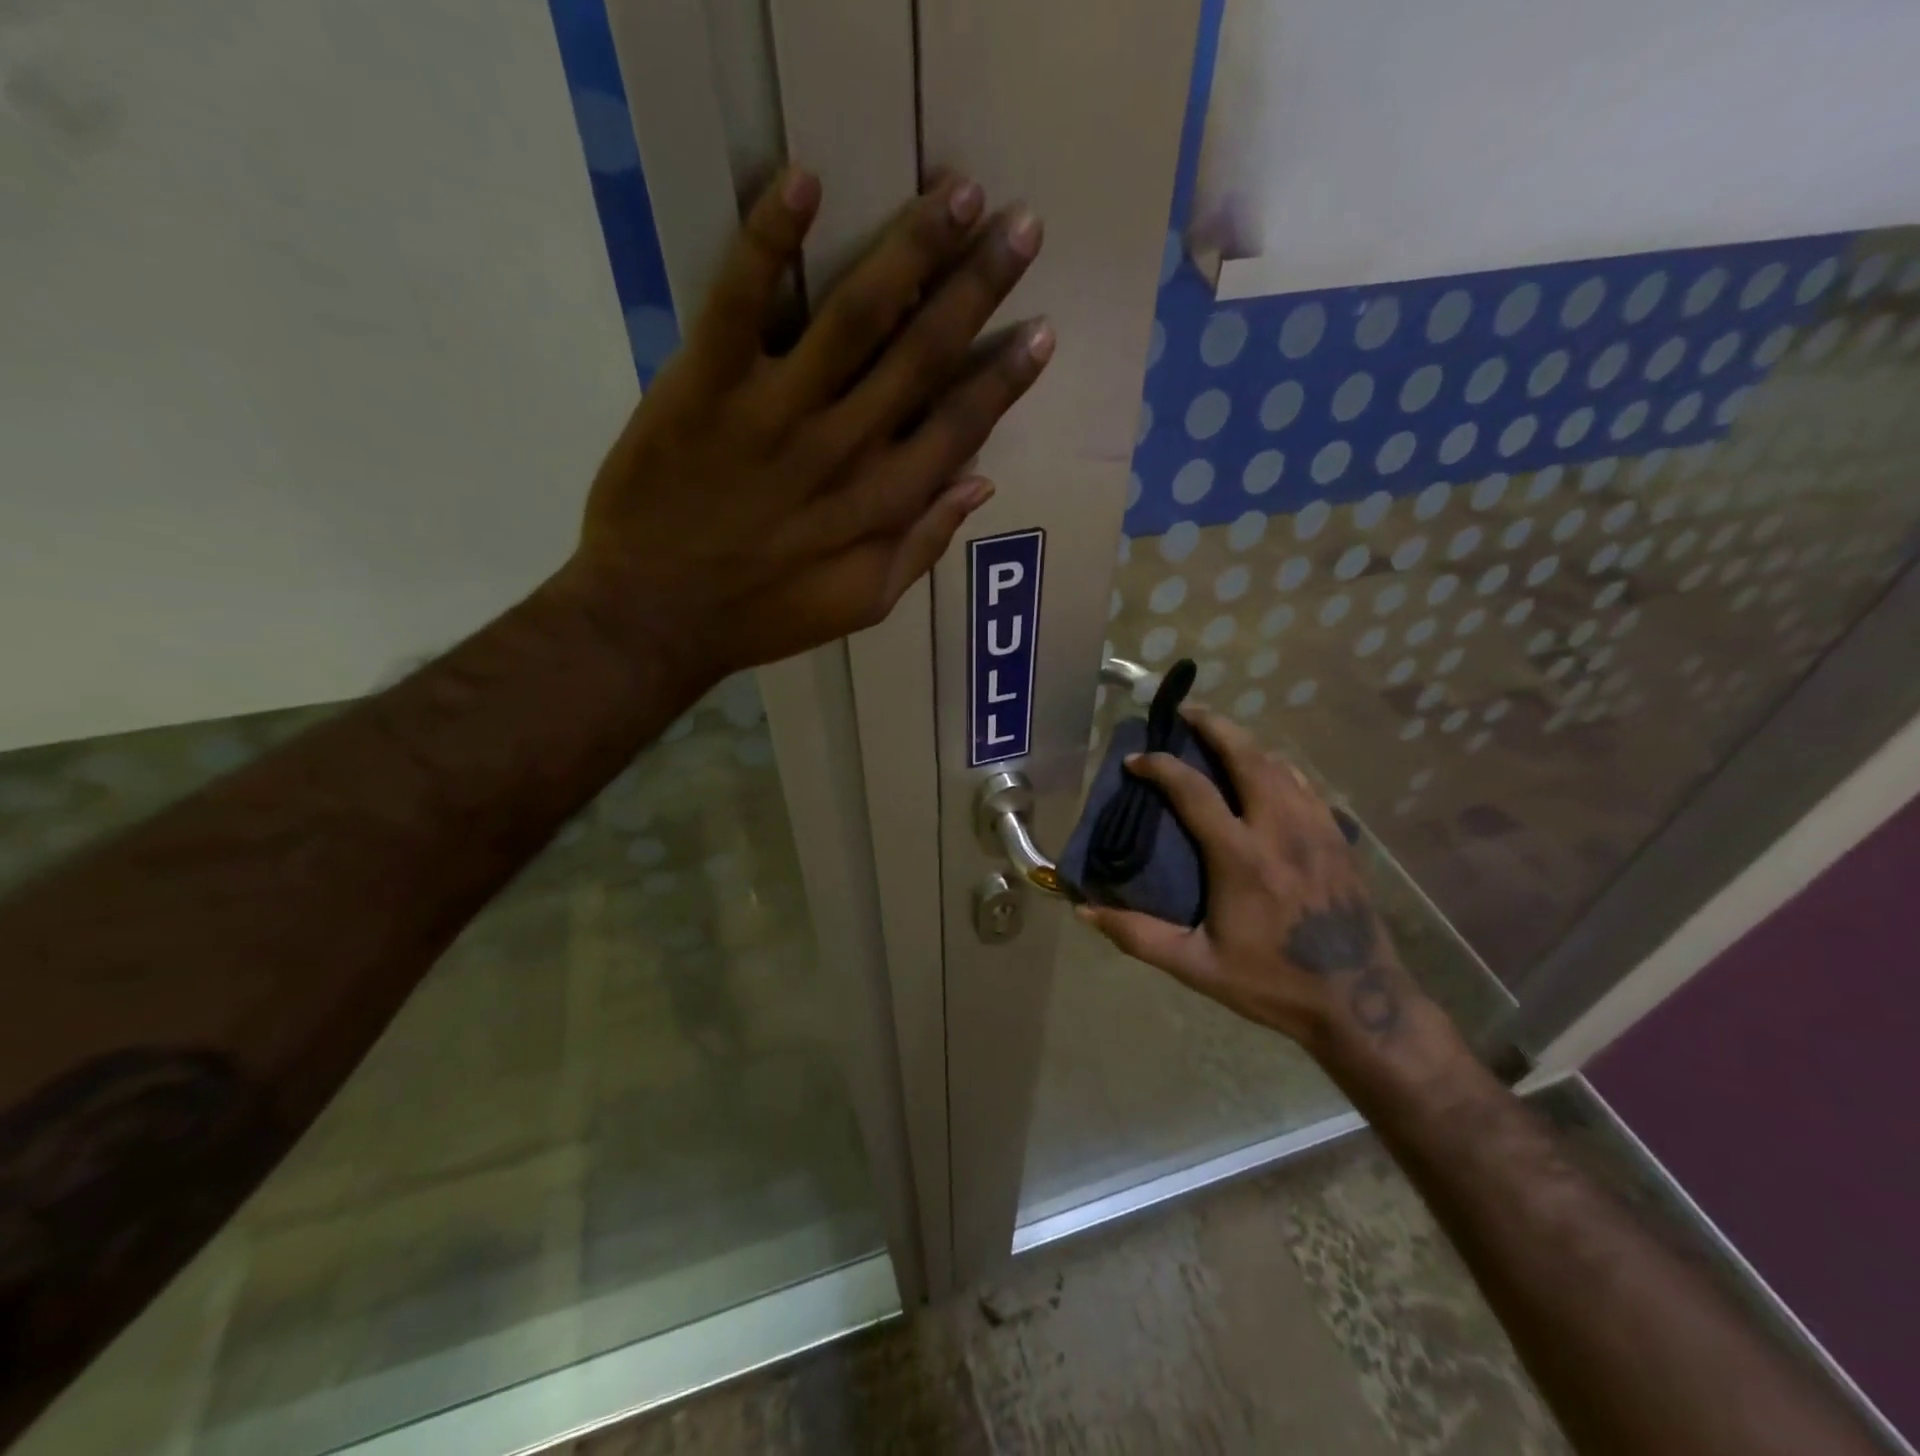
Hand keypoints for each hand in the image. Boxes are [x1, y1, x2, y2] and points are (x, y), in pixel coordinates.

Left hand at [559, 166, 1049, 685]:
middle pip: (923, 355)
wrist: (656, 616)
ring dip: (911, 249)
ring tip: (956, 192)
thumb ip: (923, 544)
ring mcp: (775, 413)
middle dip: (977, 287)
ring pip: (855, 317)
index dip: (1005, 378)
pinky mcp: (705, 388)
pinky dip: (768, 240)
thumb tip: (980, 481)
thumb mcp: (864, 604)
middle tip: (1019, 225)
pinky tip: (804, 182)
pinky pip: (740, 303)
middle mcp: (843, 448)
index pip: (959, 425)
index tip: (1041, 330)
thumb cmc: (765, 616)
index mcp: (882, 503)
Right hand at [1078, 706, 1422, 1050]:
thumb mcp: (1196, 966)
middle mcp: (1280, 829)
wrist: (1360, 1001)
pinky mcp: (1338, 837)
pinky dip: (1279, 767)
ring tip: (1221, 737)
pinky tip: (1268, 773)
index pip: (1194, 790)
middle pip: (1247, 756)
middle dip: (1213, 726)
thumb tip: (1085, 910)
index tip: (1136, 760)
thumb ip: (1138, 935)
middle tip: (1185, 713)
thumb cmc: (1272, 982)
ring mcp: (1316, 828)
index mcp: (1241, 857)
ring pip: (1280, 764)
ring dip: (1246, 743)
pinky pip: (1306, 784)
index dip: (1160, 766)